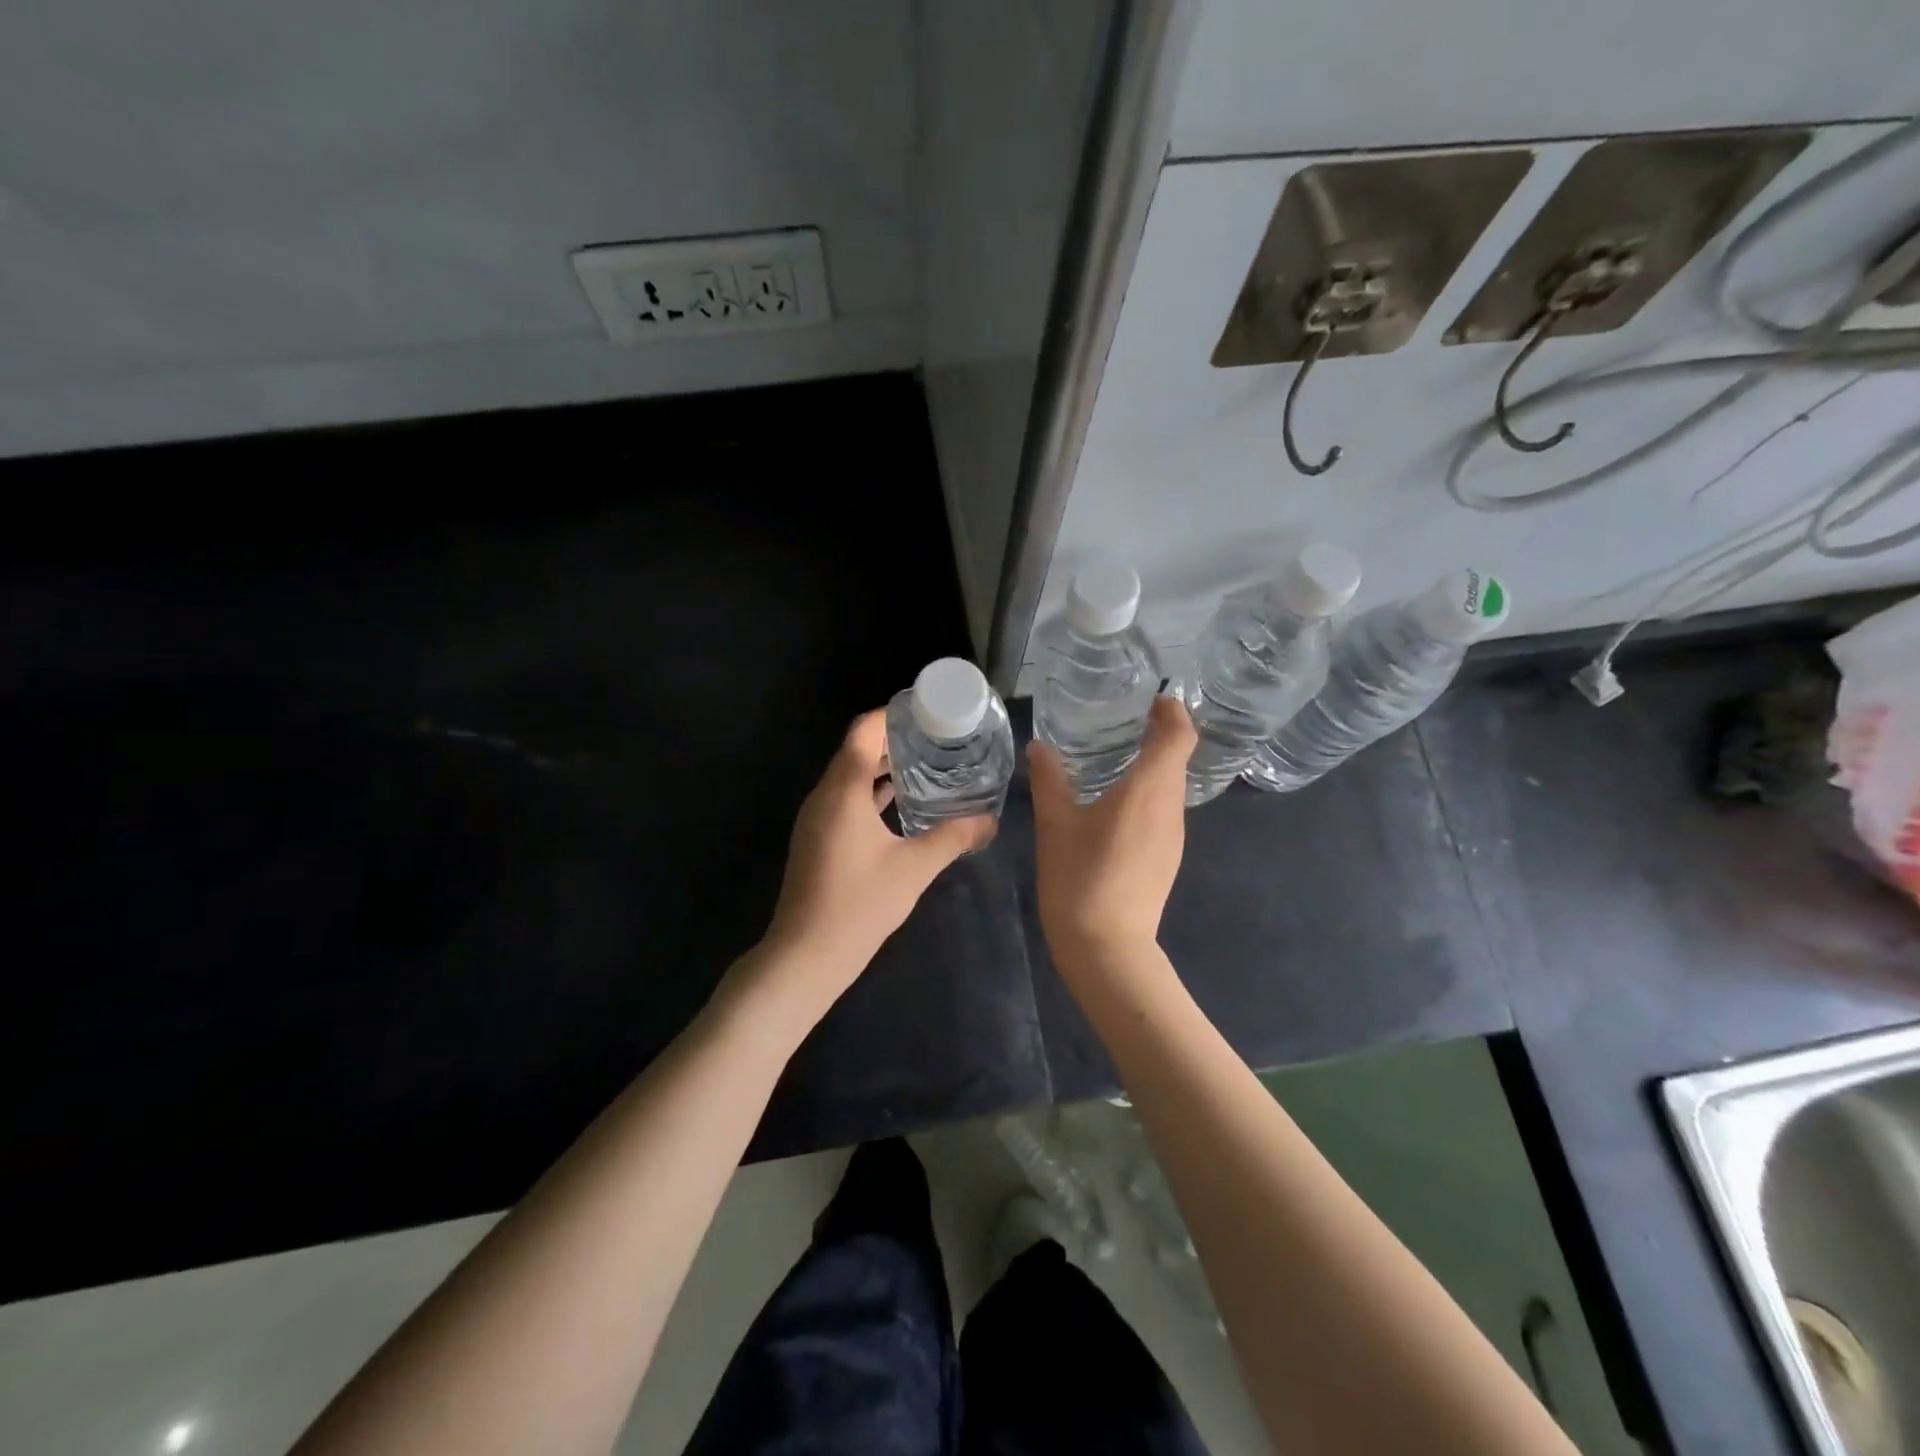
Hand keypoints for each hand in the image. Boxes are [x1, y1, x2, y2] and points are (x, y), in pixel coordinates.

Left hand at [757, 709, 994, 1010]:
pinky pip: (846, 800)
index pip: (863, 730)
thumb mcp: (914, 868)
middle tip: (936, 738)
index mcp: (843, 790)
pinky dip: (871, 793)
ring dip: (882, 767)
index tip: (926, 711)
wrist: (806, 955)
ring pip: (850, 777)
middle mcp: (824, 796)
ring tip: (926, 764)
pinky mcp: (818, 839)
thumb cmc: (859, 904)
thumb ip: (953, 838)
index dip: (892, 714)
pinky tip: (901, 804)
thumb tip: (990, 821)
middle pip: (856, 750)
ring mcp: (817, 818)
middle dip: (893, 740)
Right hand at [1028, 695, 1194, 962]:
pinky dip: (1147, 792)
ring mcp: (1173, 836)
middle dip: (1158, 733)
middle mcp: (1170, 808)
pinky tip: (1114, 802)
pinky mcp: (1167, 857)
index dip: (1173, 712)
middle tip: (1121, 719)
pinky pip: (1163, 810)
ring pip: (1170, 786)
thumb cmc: (1081, 879)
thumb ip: (1050, 780)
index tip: (1153, 698)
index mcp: (1148, 791)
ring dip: (1152, 765)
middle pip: (1177, 759)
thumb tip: (1039, 747)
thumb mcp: (1056, 826)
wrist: (1107, 948)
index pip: (1179, 737)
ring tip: (1114, 755)